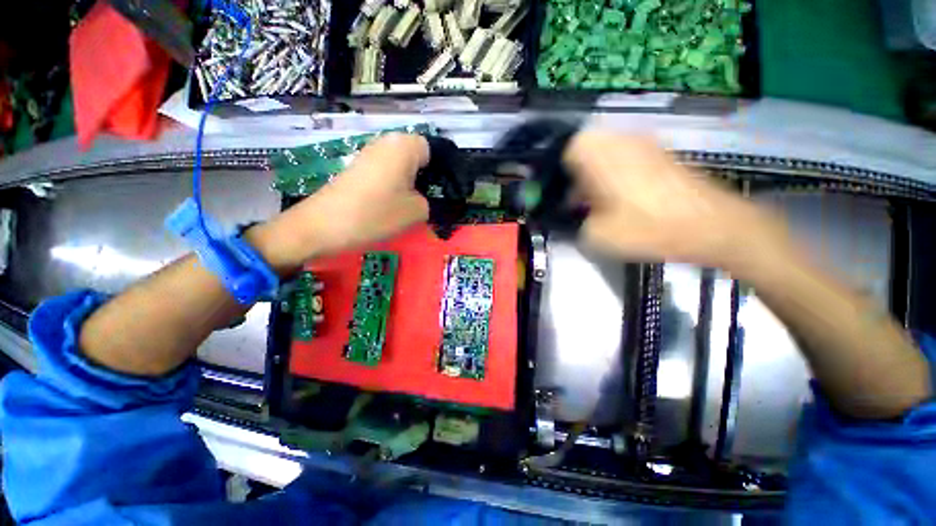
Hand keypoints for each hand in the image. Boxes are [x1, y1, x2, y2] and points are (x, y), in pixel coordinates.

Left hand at [249, 133, 429, 273]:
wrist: (324, 225)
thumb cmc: (377, 213)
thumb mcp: (417, 211)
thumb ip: (431, 201)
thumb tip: (426, 199)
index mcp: (405, 146)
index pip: (434, 150)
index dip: (442, 171)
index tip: (443, 193)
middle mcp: (387, 141)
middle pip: (417, 156)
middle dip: (426, 177)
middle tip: (429, 200)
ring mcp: (369, 153)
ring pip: (402, 165)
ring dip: (410, 182)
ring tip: (410, 204)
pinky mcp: (358, 167)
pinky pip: (386, 171)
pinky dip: (394, 185)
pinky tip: (391, 203)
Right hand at [564, 130, 783, 268]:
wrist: (712, 224)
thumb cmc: (647, 226)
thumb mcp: (596, 234)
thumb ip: (575, 222)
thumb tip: (574, 215)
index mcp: (598, 153)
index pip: (563, 151)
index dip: (557, 175)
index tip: (559, 197)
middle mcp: (619, 139)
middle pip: (584, 150)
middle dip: (576, 175)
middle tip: (578, 201)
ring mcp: (644, 143)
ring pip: (605, 153)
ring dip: (596, 174)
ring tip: (600, 202)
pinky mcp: (661, 153)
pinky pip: (626, 157)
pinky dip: (617, 173)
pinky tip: (624, 198)